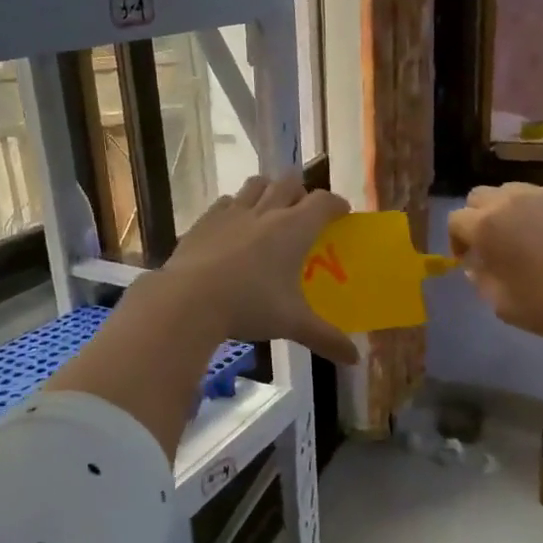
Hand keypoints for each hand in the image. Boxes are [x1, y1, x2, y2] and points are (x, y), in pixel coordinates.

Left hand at [148, 174, 358, 363]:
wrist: (188, 300)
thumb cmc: (250, 306)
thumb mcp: (292, 324)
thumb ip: (326, 338)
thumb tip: (354, 359)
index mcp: (294, 229)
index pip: (324, 202)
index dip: (337, 204)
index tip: (342, 214)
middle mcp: (266, 211)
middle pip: (290, 183)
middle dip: (302, 191)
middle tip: (305, 212)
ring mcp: (232, 212)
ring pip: (257, 184)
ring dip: (269, 190)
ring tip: (271, 208)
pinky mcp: (205, 220)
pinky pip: (227, 201)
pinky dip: (237, 206)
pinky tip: (235, 224)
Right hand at [447, 182, 542, 344]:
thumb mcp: (501, 304)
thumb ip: (481, 279)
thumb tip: (477, 263)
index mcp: (487, 227)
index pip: (456, 220)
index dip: (457, 240)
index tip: (468, 259)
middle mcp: (511, 200)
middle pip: (480, 196)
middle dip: (479, 217)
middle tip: (494, 243)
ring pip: (515, 191)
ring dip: (511, 210)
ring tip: (529, 236)